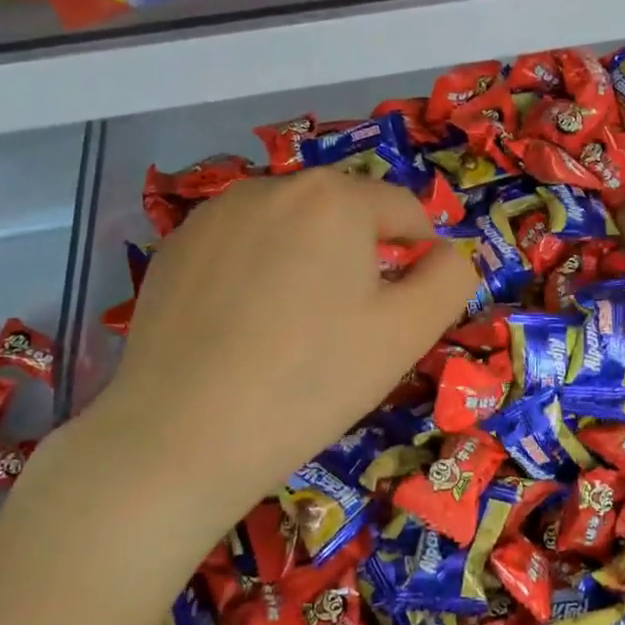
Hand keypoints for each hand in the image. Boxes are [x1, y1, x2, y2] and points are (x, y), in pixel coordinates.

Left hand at [79, 171, 477, 521]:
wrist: (182, 437)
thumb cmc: (312, 380)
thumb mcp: (408, 332)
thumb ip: (451, 278)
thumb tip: (449, 254)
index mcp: (334, 197)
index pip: (404, 209)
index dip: (420, 255)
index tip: (408, 308)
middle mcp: (271, 186)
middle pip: (344, 214)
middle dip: (362, 257)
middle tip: (352, 327)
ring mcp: (213, 214)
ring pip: (290, 228)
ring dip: (309, 262)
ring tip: (295, 330)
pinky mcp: (173, 249)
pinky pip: (241, 248)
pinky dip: (258, 274)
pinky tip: (245, 330)